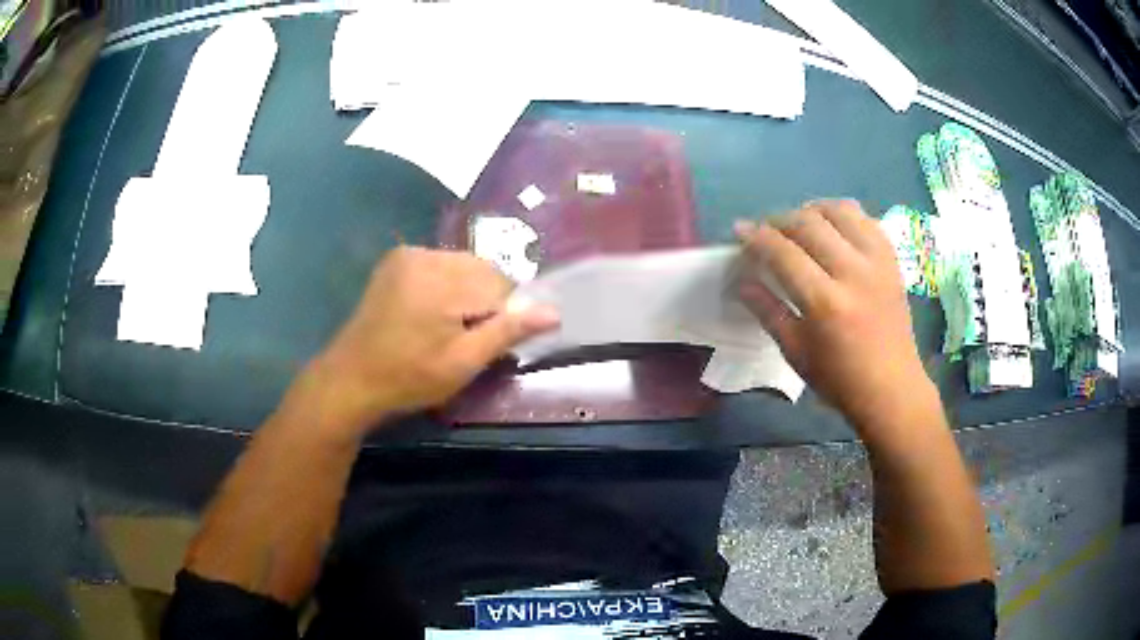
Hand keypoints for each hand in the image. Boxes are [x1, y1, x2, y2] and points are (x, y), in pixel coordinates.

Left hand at [299, 247, 558, 437]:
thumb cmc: (409, 378)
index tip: (484, 344)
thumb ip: (508, 332)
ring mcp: (407, 254)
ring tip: (446, 328)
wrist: (351, 379)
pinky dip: (446, 286)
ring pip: (462, 267)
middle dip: (484, 302)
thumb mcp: (463, 362)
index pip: (500, 286)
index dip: (501, 316)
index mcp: (442, 280)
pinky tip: (430, 314)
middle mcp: (425, 255)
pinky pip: (439, 265)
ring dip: (466, 292)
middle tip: (464, 339)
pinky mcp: (396, 260)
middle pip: (481, 271)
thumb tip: (554, 312)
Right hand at [735, 200, 935, 434]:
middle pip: (808, 223)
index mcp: (825, 302)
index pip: (783, 253)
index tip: (739, 230)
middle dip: (779, 220)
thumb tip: (741, 280)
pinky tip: (833, 229)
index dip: (756, 237)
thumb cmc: (839, 380)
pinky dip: (843, 215)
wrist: (892, 389)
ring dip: (812, 210)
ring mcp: (877, 262)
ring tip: (800, 224)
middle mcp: (853, 272)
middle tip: (766, 231)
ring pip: (839, 210)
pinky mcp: (892, 260)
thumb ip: (767, 310)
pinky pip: (865, 219)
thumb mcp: (796, 352)